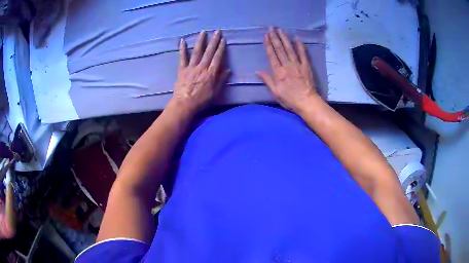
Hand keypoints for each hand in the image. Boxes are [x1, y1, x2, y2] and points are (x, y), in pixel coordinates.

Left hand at [170, 30, 229, 112]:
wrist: (185, 104)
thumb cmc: (201, 100)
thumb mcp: (215, 92)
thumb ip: (221, 80)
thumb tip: (228, 70)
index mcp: (211, 73)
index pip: (217, 57)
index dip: (221, 48)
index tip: (223, 39)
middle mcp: (202, 67)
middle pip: (209, 52)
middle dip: (214, 41)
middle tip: (217, 31)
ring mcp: (191, 67)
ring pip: (197, 52)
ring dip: (200, 41)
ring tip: (203, 32)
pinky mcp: (182, 69)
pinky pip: (182, 57)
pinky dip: (182, 49)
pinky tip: (182, 41)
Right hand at [257, 28, 318, 111]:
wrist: (307, 102)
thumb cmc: (290, 99)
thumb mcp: (275, 92)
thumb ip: (267, 80)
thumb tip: (257, 71)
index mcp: (278, 72)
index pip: (272, 55)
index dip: (268, 44)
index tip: (266, 36)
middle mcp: (287, 65)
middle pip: (280, 49)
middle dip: (275, 37)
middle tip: (271, 28)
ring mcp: (297, 64)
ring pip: (289, 49)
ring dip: (285, 38)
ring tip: (280, 30)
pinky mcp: (306, 66)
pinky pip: (303, 54)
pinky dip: (300, 46)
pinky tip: (297, 38)